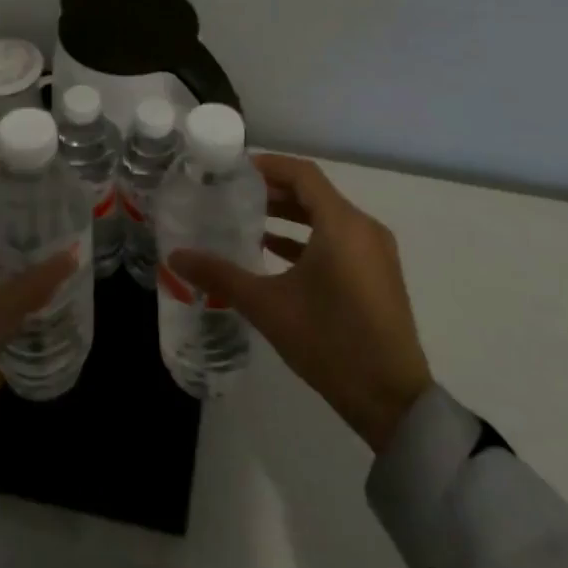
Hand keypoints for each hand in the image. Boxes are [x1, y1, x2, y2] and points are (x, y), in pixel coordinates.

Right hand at [169, 154, 432, 452]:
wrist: (392, 401)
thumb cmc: (329, 341)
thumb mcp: (268, 306)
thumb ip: (221, 275)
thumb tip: (175, 256)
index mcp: (342, 224)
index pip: (302, 174)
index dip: (269, 166)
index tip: (235, 170)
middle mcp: (364, 228)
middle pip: (314, 193)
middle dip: (275, 191)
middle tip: (234, 194)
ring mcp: (375, 252)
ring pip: (327, 218)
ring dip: (291, 215)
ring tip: (250, 221)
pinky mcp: (378, 275)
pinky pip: (340, 240)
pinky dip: (309, 238)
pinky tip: (275, 253)